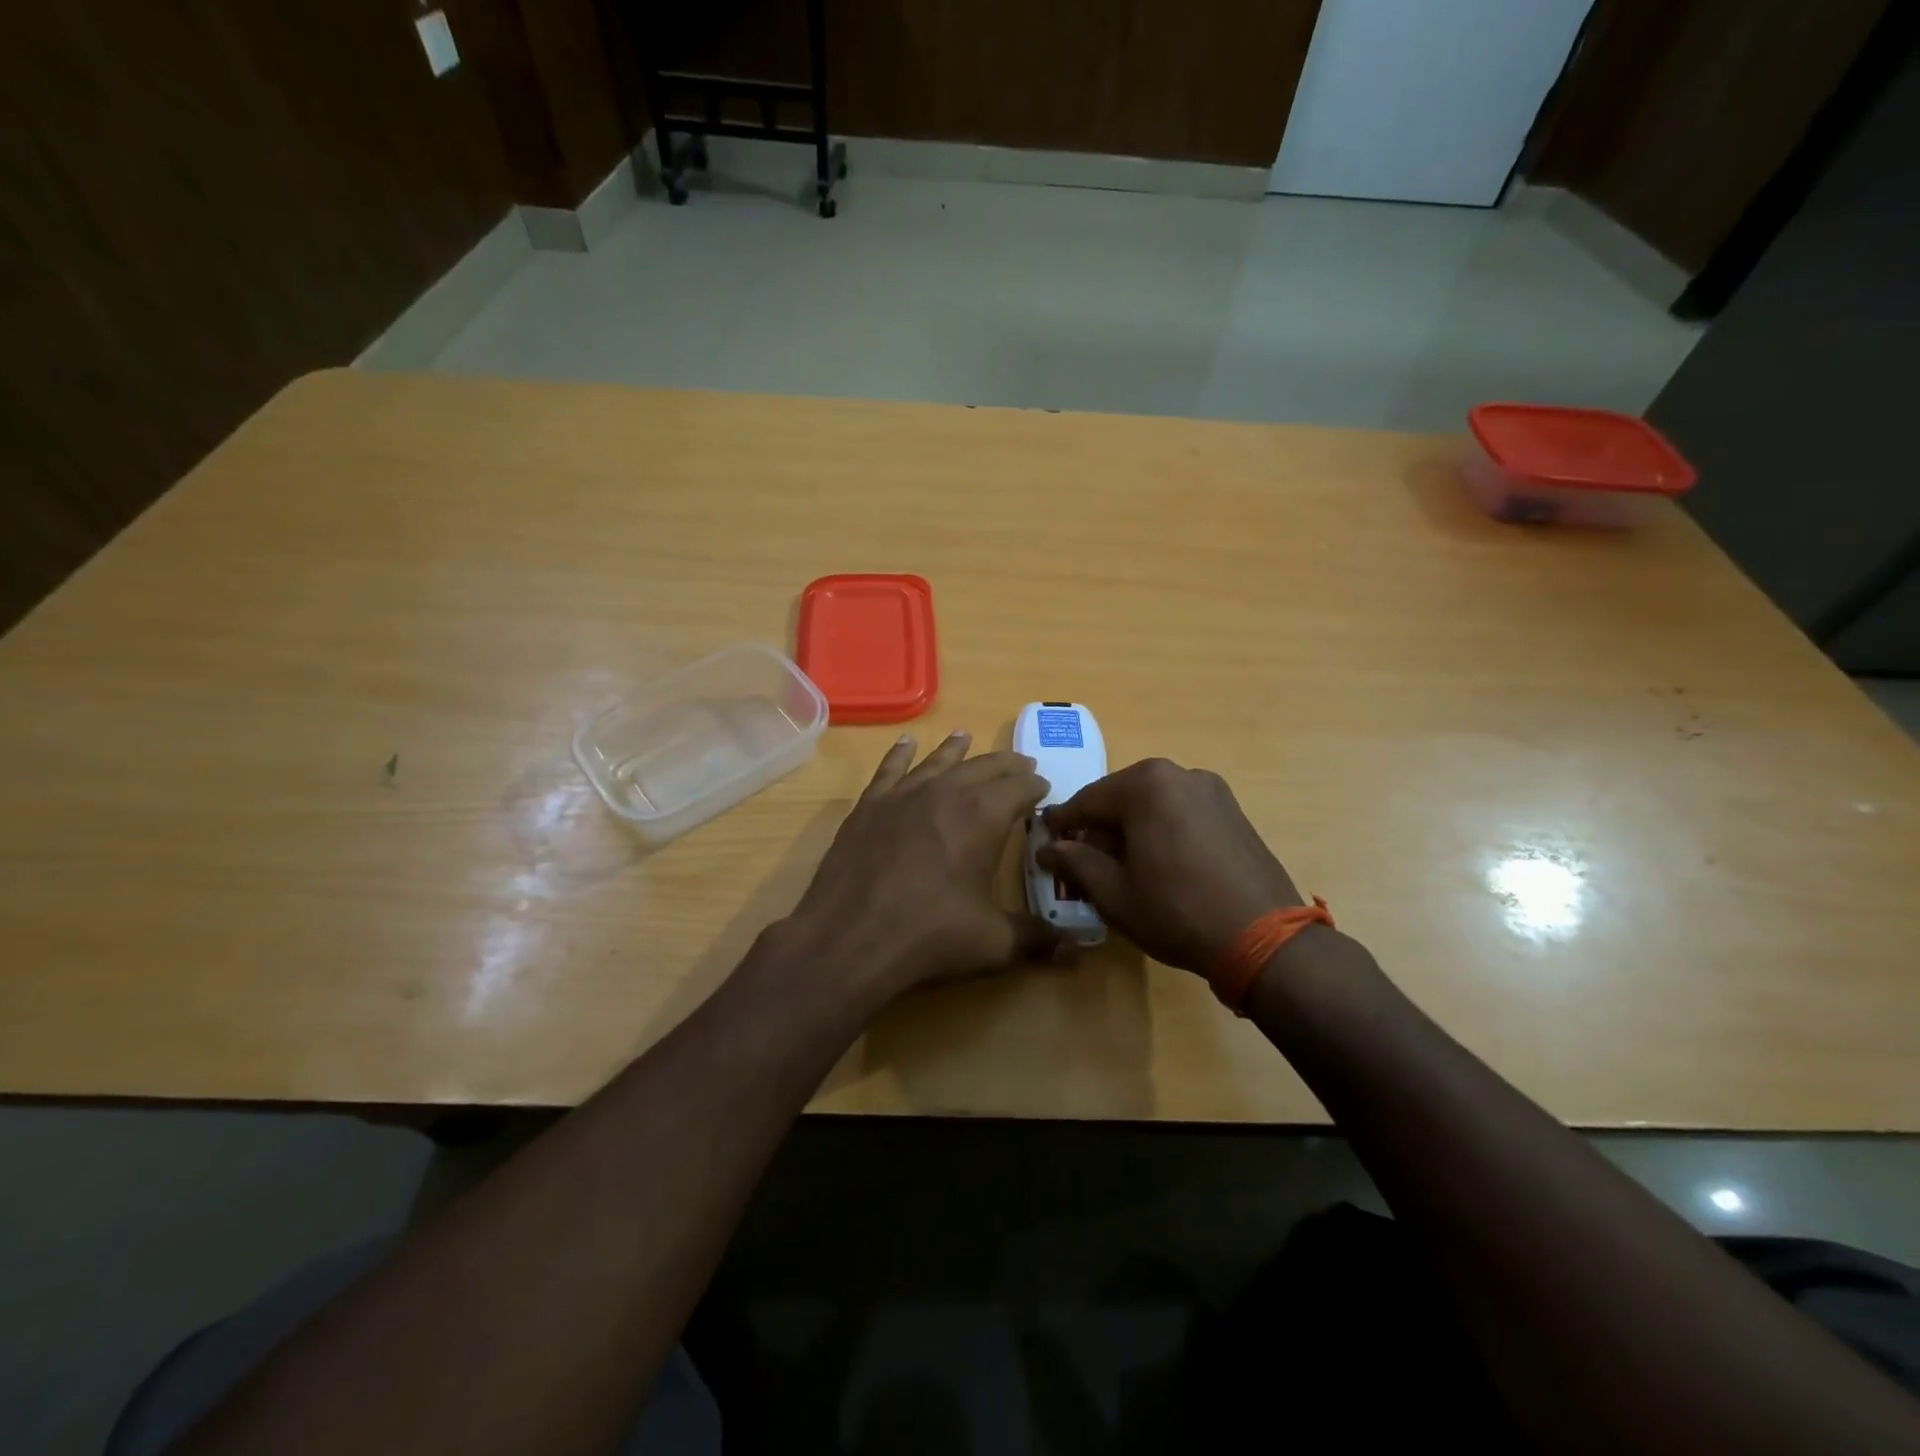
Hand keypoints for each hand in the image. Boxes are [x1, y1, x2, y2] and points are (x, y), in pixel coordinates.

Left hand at [785, 731, 1065, 1003]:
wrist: (850, 937)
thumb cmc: (930, 934)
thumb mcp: (993, 942)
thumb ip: (1037, 939)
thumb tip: (1076, 951)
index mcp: (984, 815)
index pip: (1020, 788)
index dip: (1035, 786)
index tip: (1044, 788)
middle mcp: (947, 792)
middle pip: (984, 767)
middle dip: (1006, 765)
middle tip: (1021, 764)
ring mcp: (904, 795)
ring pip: (938, 761)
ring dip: (957, 749)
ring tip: (966, 737)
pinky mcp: (870, 806)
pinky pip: (890, 769)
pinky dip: (900, 754)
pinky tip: (906, 743)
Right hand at [1038, 758, 1302, 973]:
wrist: (1265, 938)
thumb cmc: (1176, 911)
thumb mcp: (1113, 893)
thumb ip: (1075, 862)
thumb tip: (1049, 848)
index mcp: (1146, 784)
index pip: (1087, 800)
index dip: (1062, 824)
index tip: (1046, 842)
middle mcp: (1179, 774)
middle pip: (1121, 797)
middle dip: (1099, 828)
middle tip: (1085, 862)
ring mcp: (1212, 790)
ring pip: (1153, 804)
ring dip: (1131, 829)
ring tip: (1125, 868)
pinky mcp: (1234, 811)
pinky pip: (1181, 812)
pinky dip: (1162, 830)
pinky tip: (1162, 865)